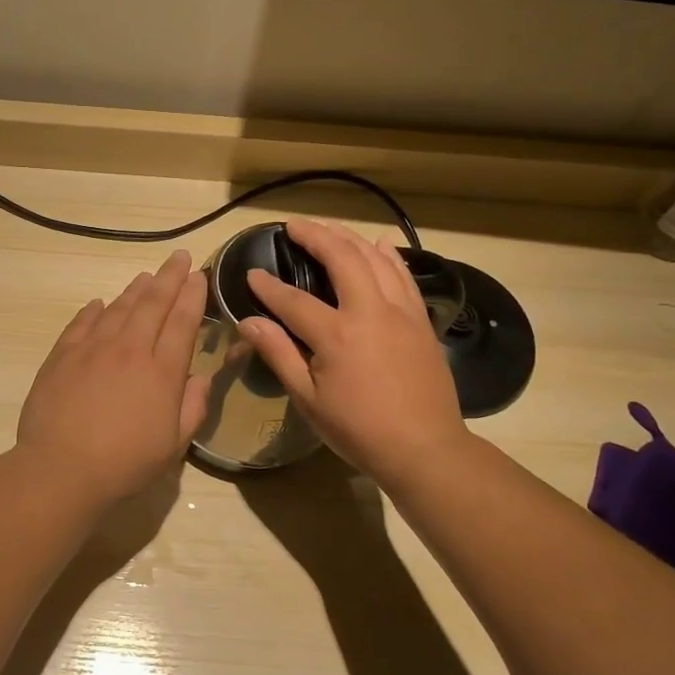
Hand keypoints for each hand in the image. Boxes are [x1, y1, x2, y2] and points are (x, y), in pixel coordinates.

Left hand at [16, 249, 211, 504]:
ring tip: (146, 275)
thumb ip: (193, 407)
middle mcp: (130, 349)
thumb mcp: (173, 445)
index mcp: (162, 371)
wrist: (61, 468)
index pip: (183, 322)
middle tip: (179, 257)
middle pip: (153, 303)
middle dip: (169, 277)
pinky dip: (95, 310)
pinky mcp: (63, 355)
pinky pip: (82, 323)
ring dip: (135, 289)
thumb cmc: (125, 463)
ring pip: (119, 307)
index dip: (193, 295)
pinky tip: (100, 303)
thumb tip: (200, 377)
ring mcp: (93, 348)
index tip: (198, 275)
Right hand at [241, 219, 467, 485]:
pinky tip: (379, 244)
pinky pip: (404, 276)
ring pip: (375, 260)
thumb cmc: (359, 430)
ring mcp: (401, 312)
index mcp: (337, 334)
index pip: (293, 300)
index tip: (252, 274)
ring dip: (349, 238)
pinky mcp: (421, 321)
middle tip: (294, 225)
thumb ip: (279, 354)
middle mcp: (370, 311)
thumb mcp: (308, 400)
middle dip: (315, 236)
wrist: (425, 449)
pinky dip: (389, 255)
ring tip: (329, 228)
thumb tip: (249, 322)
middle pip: (342, 258)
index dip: (268, 286)